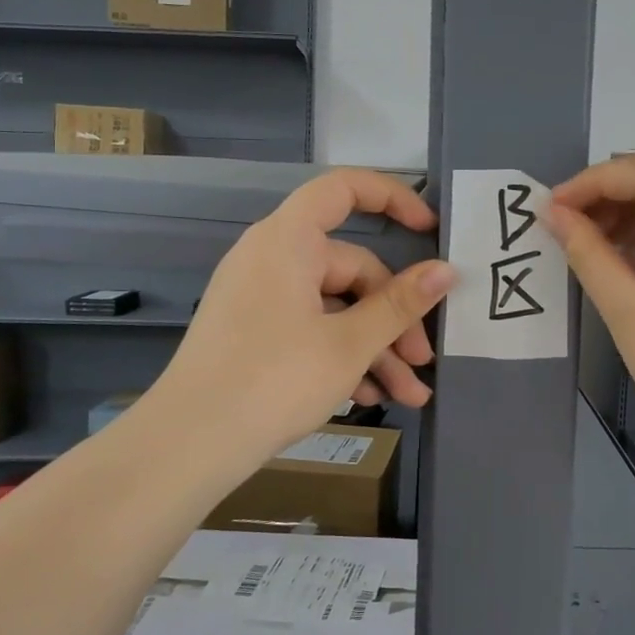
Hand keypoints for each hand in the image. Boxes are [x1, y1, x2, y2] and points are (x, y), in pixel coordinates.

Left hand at [140, 168, 455, 471]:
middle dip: (393, 318)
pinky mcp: (254, 331)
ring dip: (374, 347)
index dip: (392, 198)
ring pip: (334, 307)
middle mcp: (271, 258)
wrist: (188, 445)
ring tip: (408, 396)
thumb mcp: (349, 344)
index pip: (344, 189)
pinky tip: (368, 397)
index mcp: (289, 240)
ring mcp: (260, 296)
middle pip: (350, 268)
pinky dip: (340, 355)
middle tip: (423, 362)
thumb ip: (401, 304)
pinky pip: (309, 327)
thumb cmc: (274, 380)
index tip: (429, 231)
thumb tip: (446, 271)